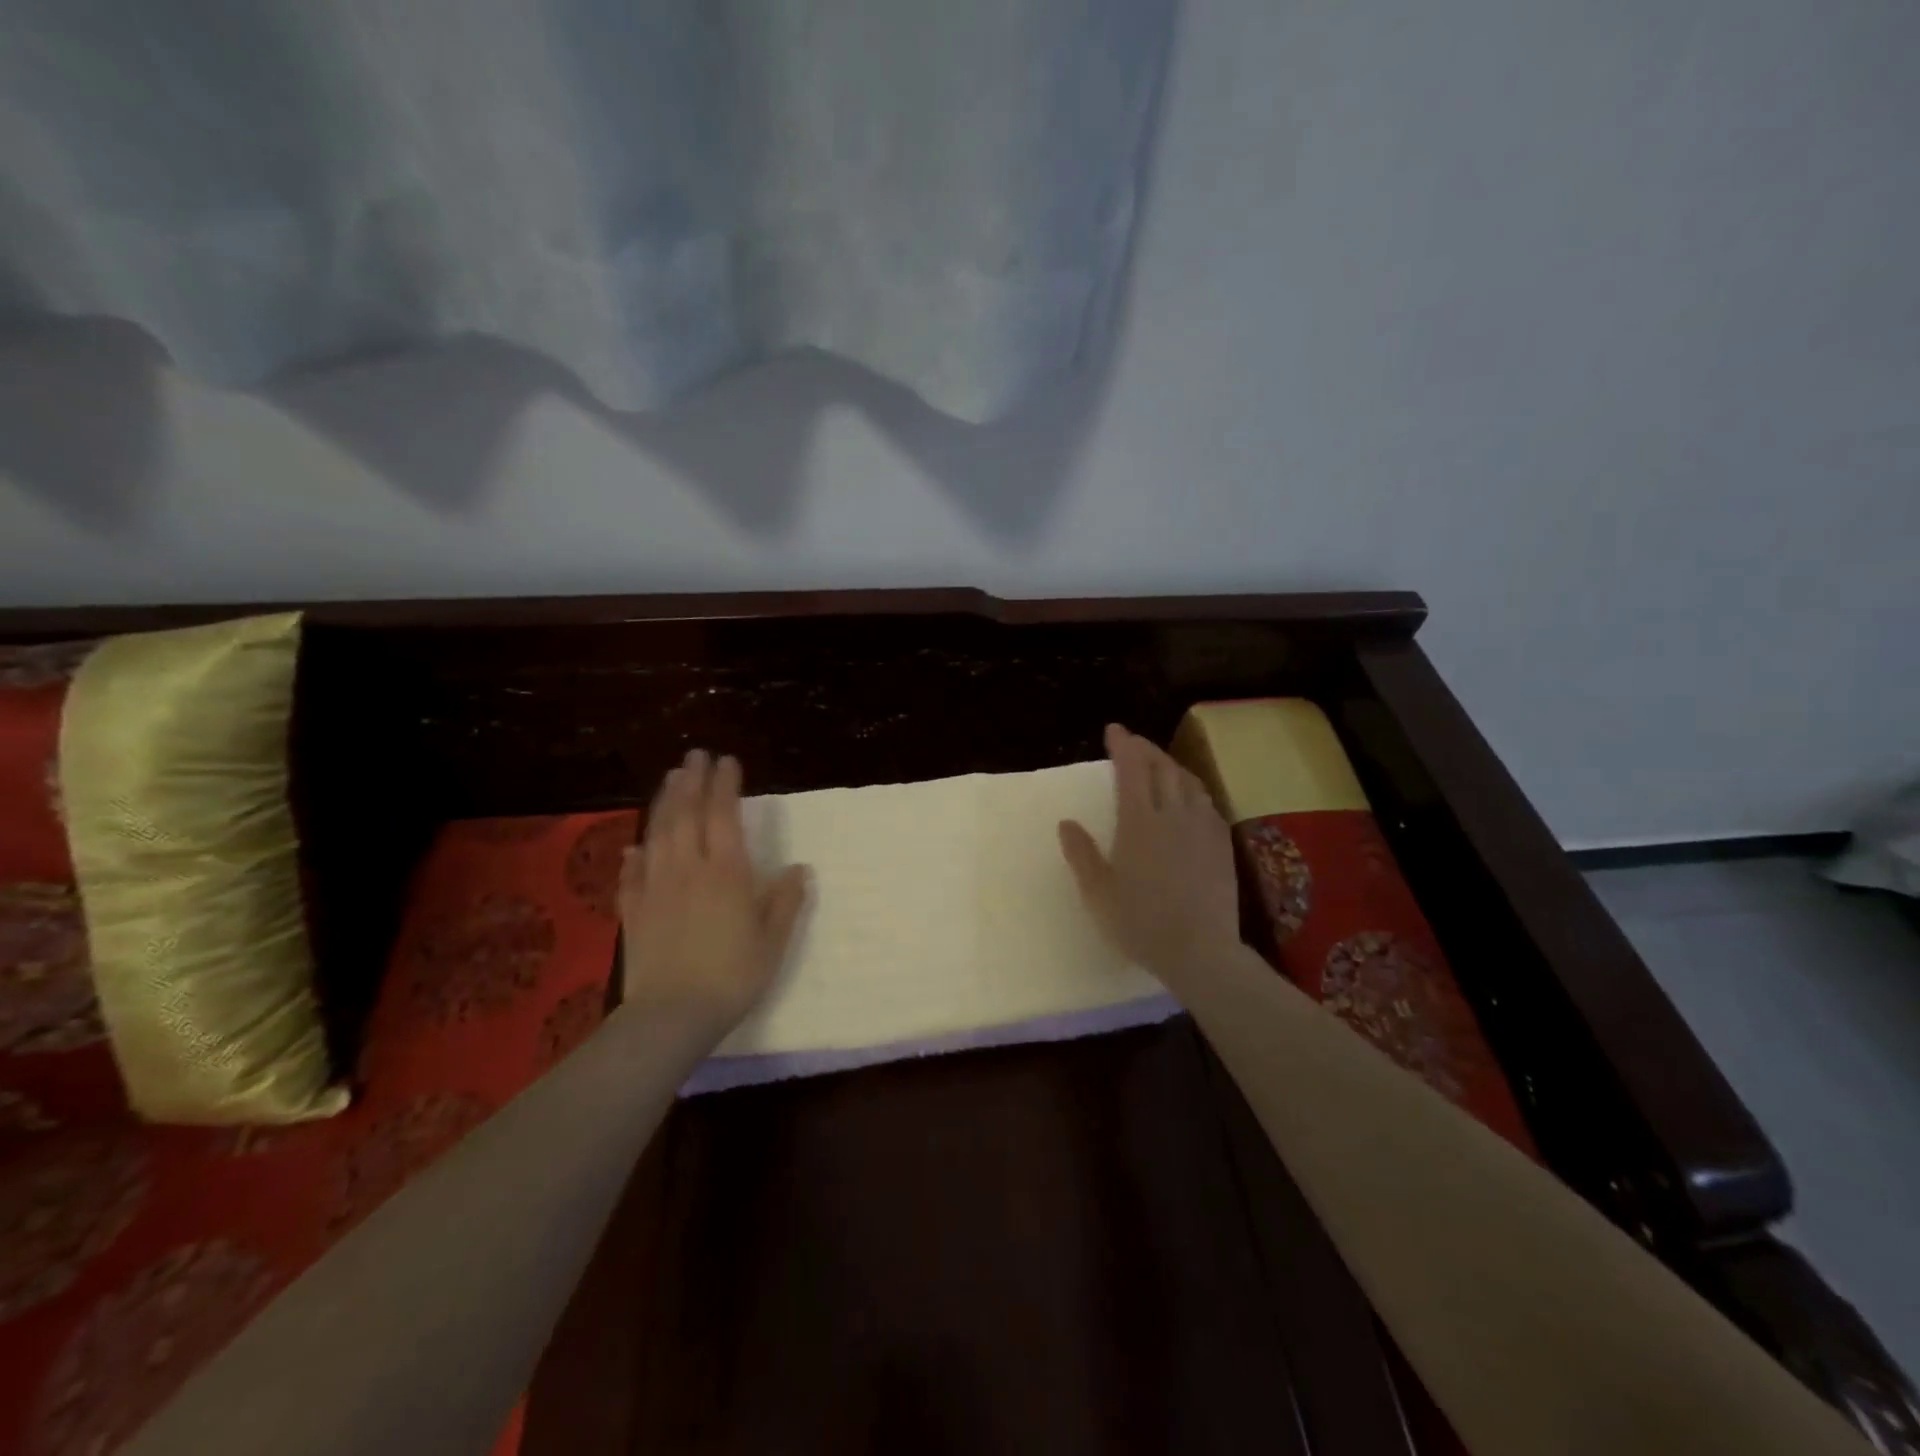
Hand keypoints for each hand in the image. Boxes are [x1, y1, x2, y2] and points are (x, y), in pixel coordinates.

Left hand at [620, 749, 809, 1041]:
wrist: (672, 1015)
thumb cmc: (733, 975)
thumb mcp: (773, 940)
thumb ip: (786, 901)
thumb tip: (800, 868)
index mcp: (726, 872)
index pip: (724, 816)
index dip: (725, 785)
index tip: (726, 760)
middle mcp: (688, 869)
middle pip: (686, 814)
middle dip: (691, 781)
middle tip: (694, 755)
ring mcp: (655, 887)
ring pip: (658, 834)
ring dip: (664, 802)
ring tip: (669, 779)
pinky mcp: (633, 911)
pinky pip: (632, 874)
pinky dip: (634, 855)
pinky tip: (635, 847)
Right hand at [1058, 724, 1241, 989]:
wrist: (1200, 950)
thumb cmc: (1140, 923)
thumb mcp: (1097, 892)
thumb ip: (1081, 854)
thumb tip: (1066, 822)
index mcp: (1138, 821)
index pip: (1130, 768)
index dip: (1122, 744)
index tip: (1113, 729)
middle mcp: (1172, 814)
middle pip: (1161, 767)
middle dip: (1145, 748)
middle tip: (1132, 743)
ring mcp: (1202, 827)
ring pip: (1188, 781)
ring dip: (1171, 765)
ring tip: (1159, 765)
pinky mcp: (1222, 843)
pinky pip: (1207, 802)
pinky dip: (1192, 789)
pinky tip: (1189, 799)